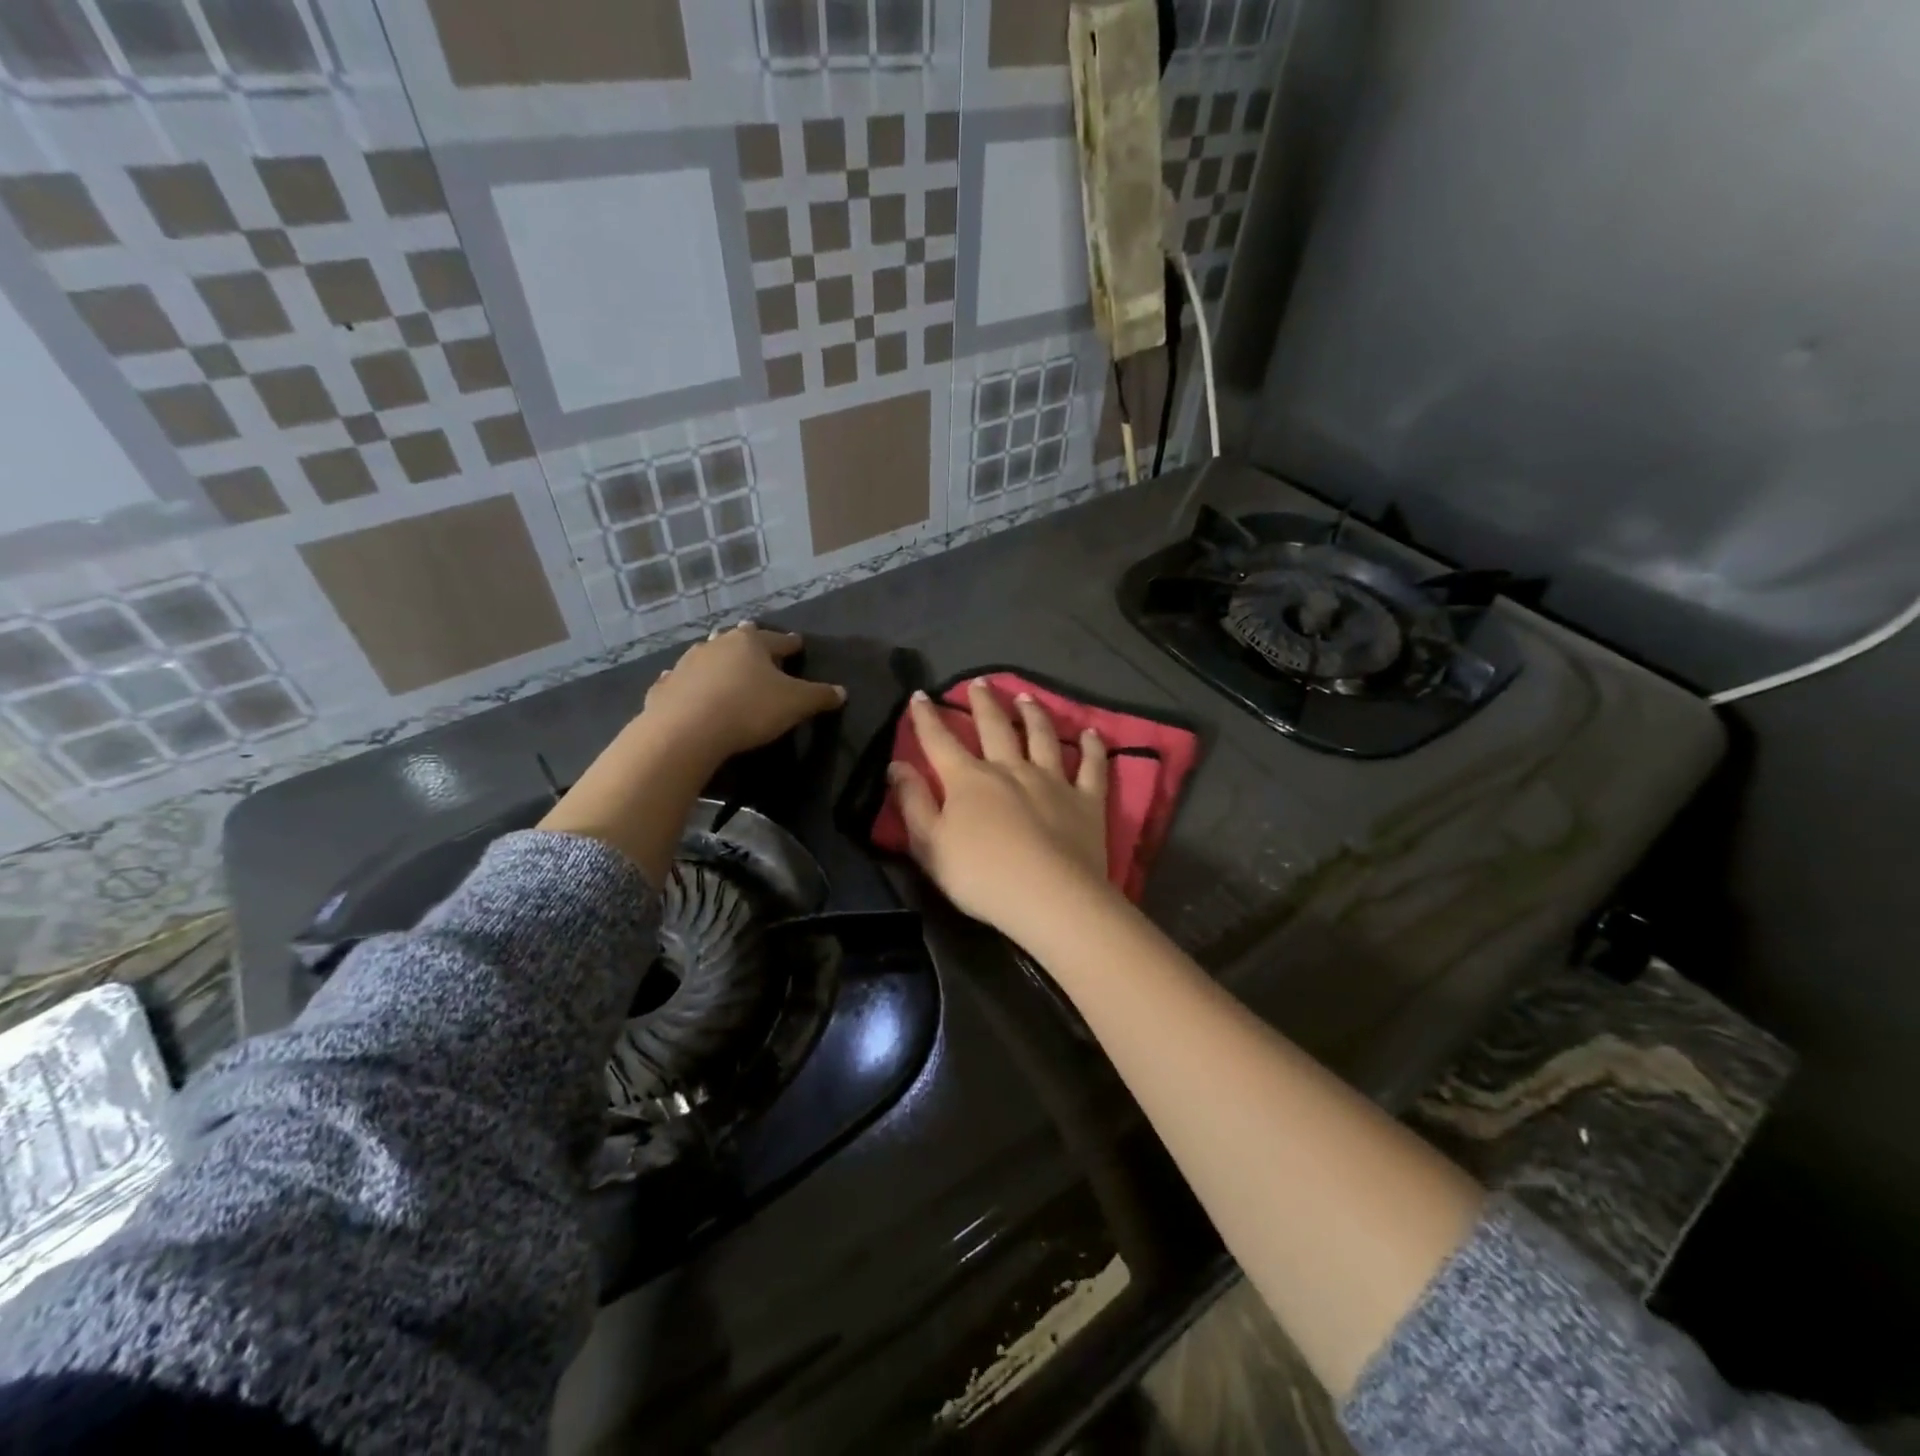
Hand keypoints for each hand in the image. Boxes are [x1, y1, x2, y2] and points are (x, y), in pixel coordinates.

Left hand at [642, 623, 844, 763]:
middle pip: (737, 639)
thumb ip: (819, 696)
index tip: (798, 643)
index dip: (790, 643)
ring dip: (717, 659)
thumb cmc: (748, 709)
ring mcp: (687, 664)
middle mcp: (717, 645)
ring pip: (706, 655)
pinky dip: (688, 682)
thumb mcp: (795, 704)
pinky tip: (687, 686)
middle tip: (755, 643)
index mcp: (751, 644)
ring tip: (724, 665)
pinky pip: (681, 680)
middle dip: (748, 642)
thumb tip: (841, 692)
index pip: (777, 640)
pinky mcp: (665, 688)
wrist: (686, 731)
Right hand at [889, 680, 1113, 938]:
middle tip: (979, 682)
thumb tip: (897, 765)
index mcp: (968, 780)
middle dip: (983, 703)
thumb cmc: (981, 877)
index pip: (940, 741)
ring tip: (1026, 697)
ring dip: (1033, 714)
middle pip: (994, 728)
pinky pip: (1091, 766)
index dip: (927, 718)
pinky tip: (1091, 734)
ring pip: (1041, 737)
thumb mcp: (931, 845)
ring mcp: (1052, 781)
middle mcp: (1010, 769)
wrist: (1049, 898)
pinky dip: (1091, 748)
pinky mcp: (1086, 800)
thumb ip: (913, 803)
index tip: (921, 695)